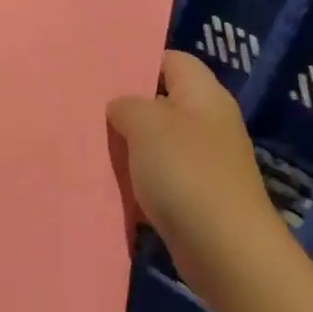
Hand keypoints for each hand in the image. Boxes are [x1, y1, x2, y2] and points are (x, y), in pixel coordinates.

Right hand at [107, 50, 287, 303]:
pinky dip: (137, 180)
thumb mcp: (146, 124)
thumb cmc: (186, 174)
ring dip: (128, 147)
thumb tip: (121, 107)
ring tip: (90, 145)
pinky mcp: (197, 196)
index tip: (100, 73)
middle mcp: (208, 123)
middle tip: (86, 110)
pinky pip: (159, 177)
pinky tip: (110, 184)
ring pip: (157, 142)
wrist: (226, 251)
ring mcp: (205, 162)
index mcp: (204, 95)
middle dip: (126, 107)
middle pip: (162, 102)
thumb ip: (127, 105)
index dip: (137, 61)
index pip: (171, 60)